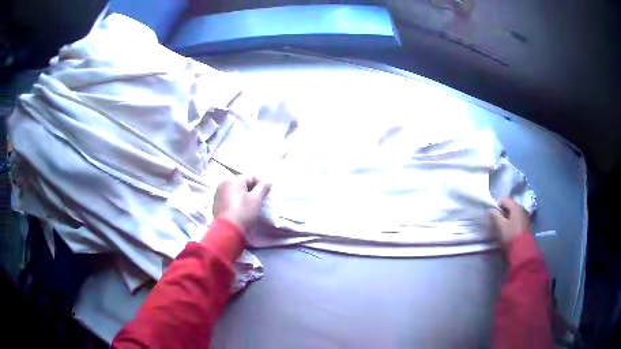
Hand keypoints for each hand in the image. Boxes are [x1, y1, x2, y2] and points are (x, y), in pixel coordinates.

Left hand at [213, 176, 270, 230]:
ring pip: (234, 190)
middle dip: (251, 189)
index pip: (251, 177)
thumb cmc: (243, 212)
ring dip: (242, 194)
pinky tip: (239, 209)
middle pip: (242, 182)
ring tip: (249, 205)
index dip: (261, 184)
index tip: (266, 194)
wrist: (227, 230)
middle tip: (258, 200)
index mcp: (234, 179)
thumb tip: (268, 181)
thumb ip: (263, 187)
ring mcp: (218, 192)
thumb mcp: (256, 199)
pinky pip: (228, 197)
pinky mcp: (215, 202)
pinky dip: (234, 200)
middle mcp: (224, 182)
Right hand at [488, 197, 530, 246]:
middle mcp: (522, 208)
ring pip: (513, 212)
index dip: (496, 205)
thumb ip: (494, 215)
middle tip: (495, 220)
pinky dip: (511, 221)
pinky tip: (508, 229)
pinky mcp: (526, 224)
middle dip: (502, 211)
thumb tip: (490, 209)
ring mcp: (525, 216)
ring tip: (501, 226)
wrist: (522, 251)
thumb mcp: (500, 225)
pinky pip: (517, 218)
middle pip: (509, 205)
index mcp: (516, 206)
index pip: (504, 199)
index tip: (491, 214)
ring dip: (507, 217)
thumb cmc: (510, 236)